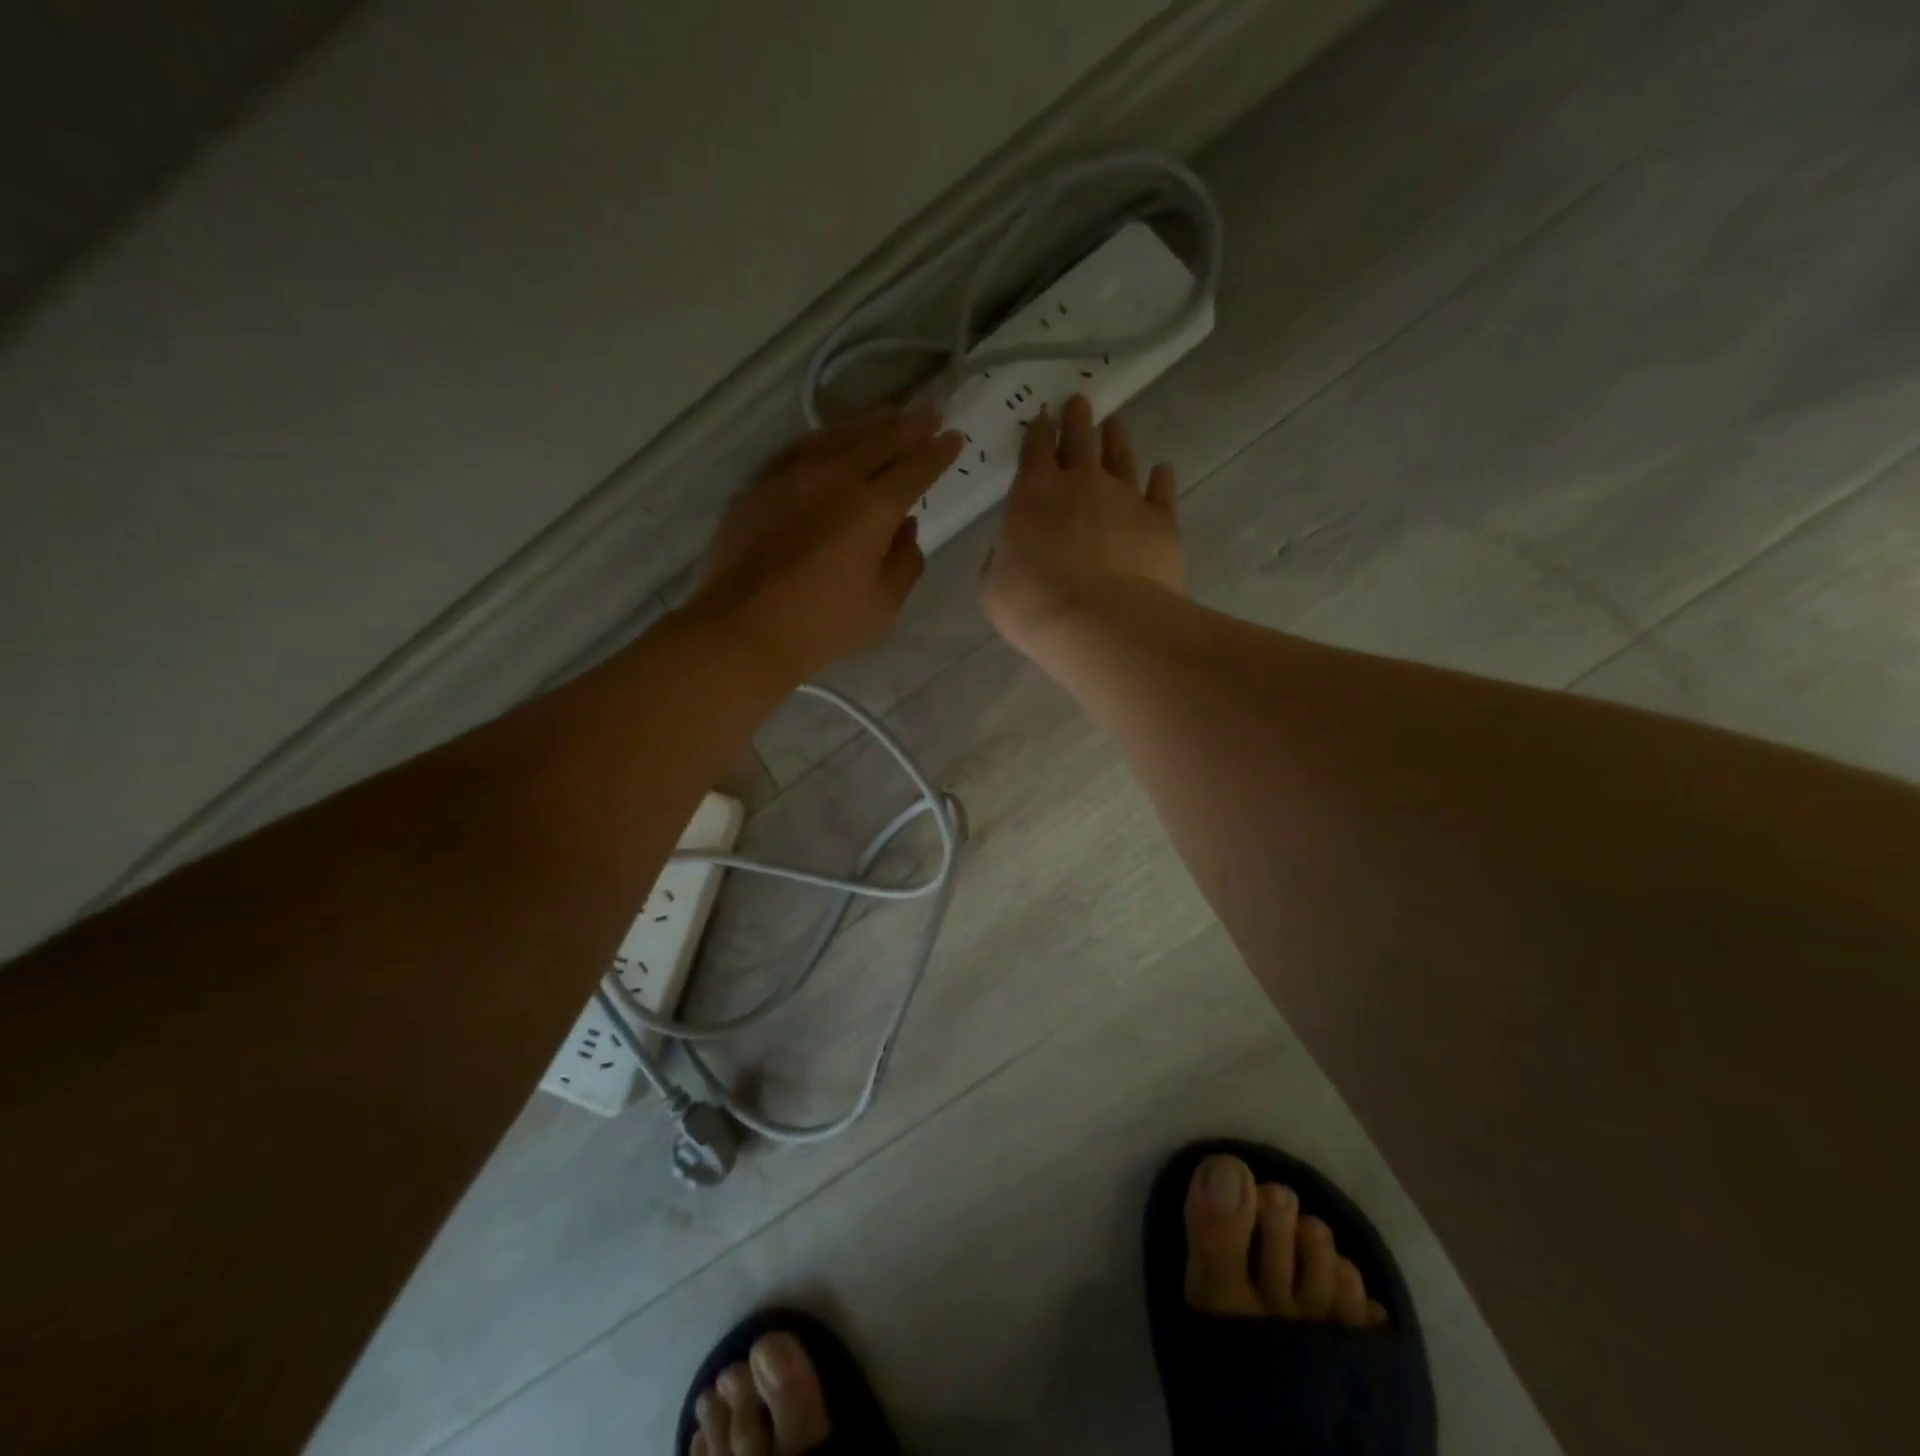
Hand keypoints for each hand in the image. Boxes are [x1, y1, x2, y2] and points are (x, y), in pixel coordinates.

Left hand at [690, 407, 961, 680]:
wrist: (742, 629)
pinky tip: (831, 438)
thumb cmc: (822, 624)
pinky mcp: (758, 486)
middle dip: (909, 425)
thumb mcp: (883, 604)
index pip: (914, 468)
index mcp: (872, 508)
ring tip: (888, 415)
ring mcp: (791, 476)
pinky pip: (799, 449)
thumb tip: (906, 527)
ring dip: (868, 423)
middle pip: (878, 440)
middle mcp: (834, 478)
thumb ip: (905, 561)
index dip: (937, 453)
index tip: (954, 438)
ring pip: (836, 436)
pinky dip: (824, 438)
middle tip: (932, 411)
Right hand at [981, 394, 1183, 660]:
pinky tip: (1163, 470)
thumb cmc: (1034, 605)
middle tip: (1078, 402)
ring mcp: (1126, 498)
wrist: (1101, 622)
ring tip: (1115, 423)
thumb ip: (1001, 559)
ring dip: (1116, 438)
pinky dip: (1161, 478)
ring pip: (1121, 457)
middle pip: (1080, 440)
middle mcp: (1081, 483)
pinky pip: (1162, 491)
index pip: (1035, 450)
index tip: (1042, 416)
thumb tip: (1011, 550)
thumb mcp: (994, 585)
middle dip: (1076, 419)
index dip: (1037, 431)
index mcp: (1034, 492)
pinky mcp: (1161, 520)